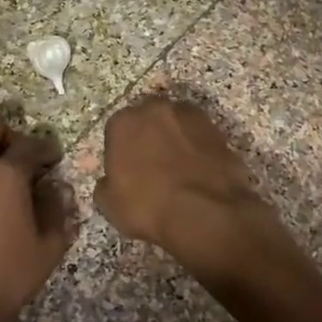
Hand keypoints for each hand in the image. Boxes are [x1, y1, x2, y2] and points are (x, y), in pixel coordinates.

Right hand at [94, 96, 298, 291]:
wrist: (207, 212)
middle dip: (148, 137)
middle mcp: (155, 109)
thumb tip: (111, 180)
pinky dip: (197, 149)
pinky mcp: (216, 128)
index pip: (116, 130)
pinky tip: (198, 172)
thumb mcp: (110, 205)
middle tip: (152, 166)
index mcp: (123, 122)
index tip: (126, 171)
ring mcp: (189, 116)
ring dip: (174, 140)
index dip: (121, 151)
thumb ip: (105, 184)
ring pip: (175, 125)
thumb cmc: (149, 206)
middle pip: (147, 120)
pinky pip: (198, 137)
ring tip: (179, 169)